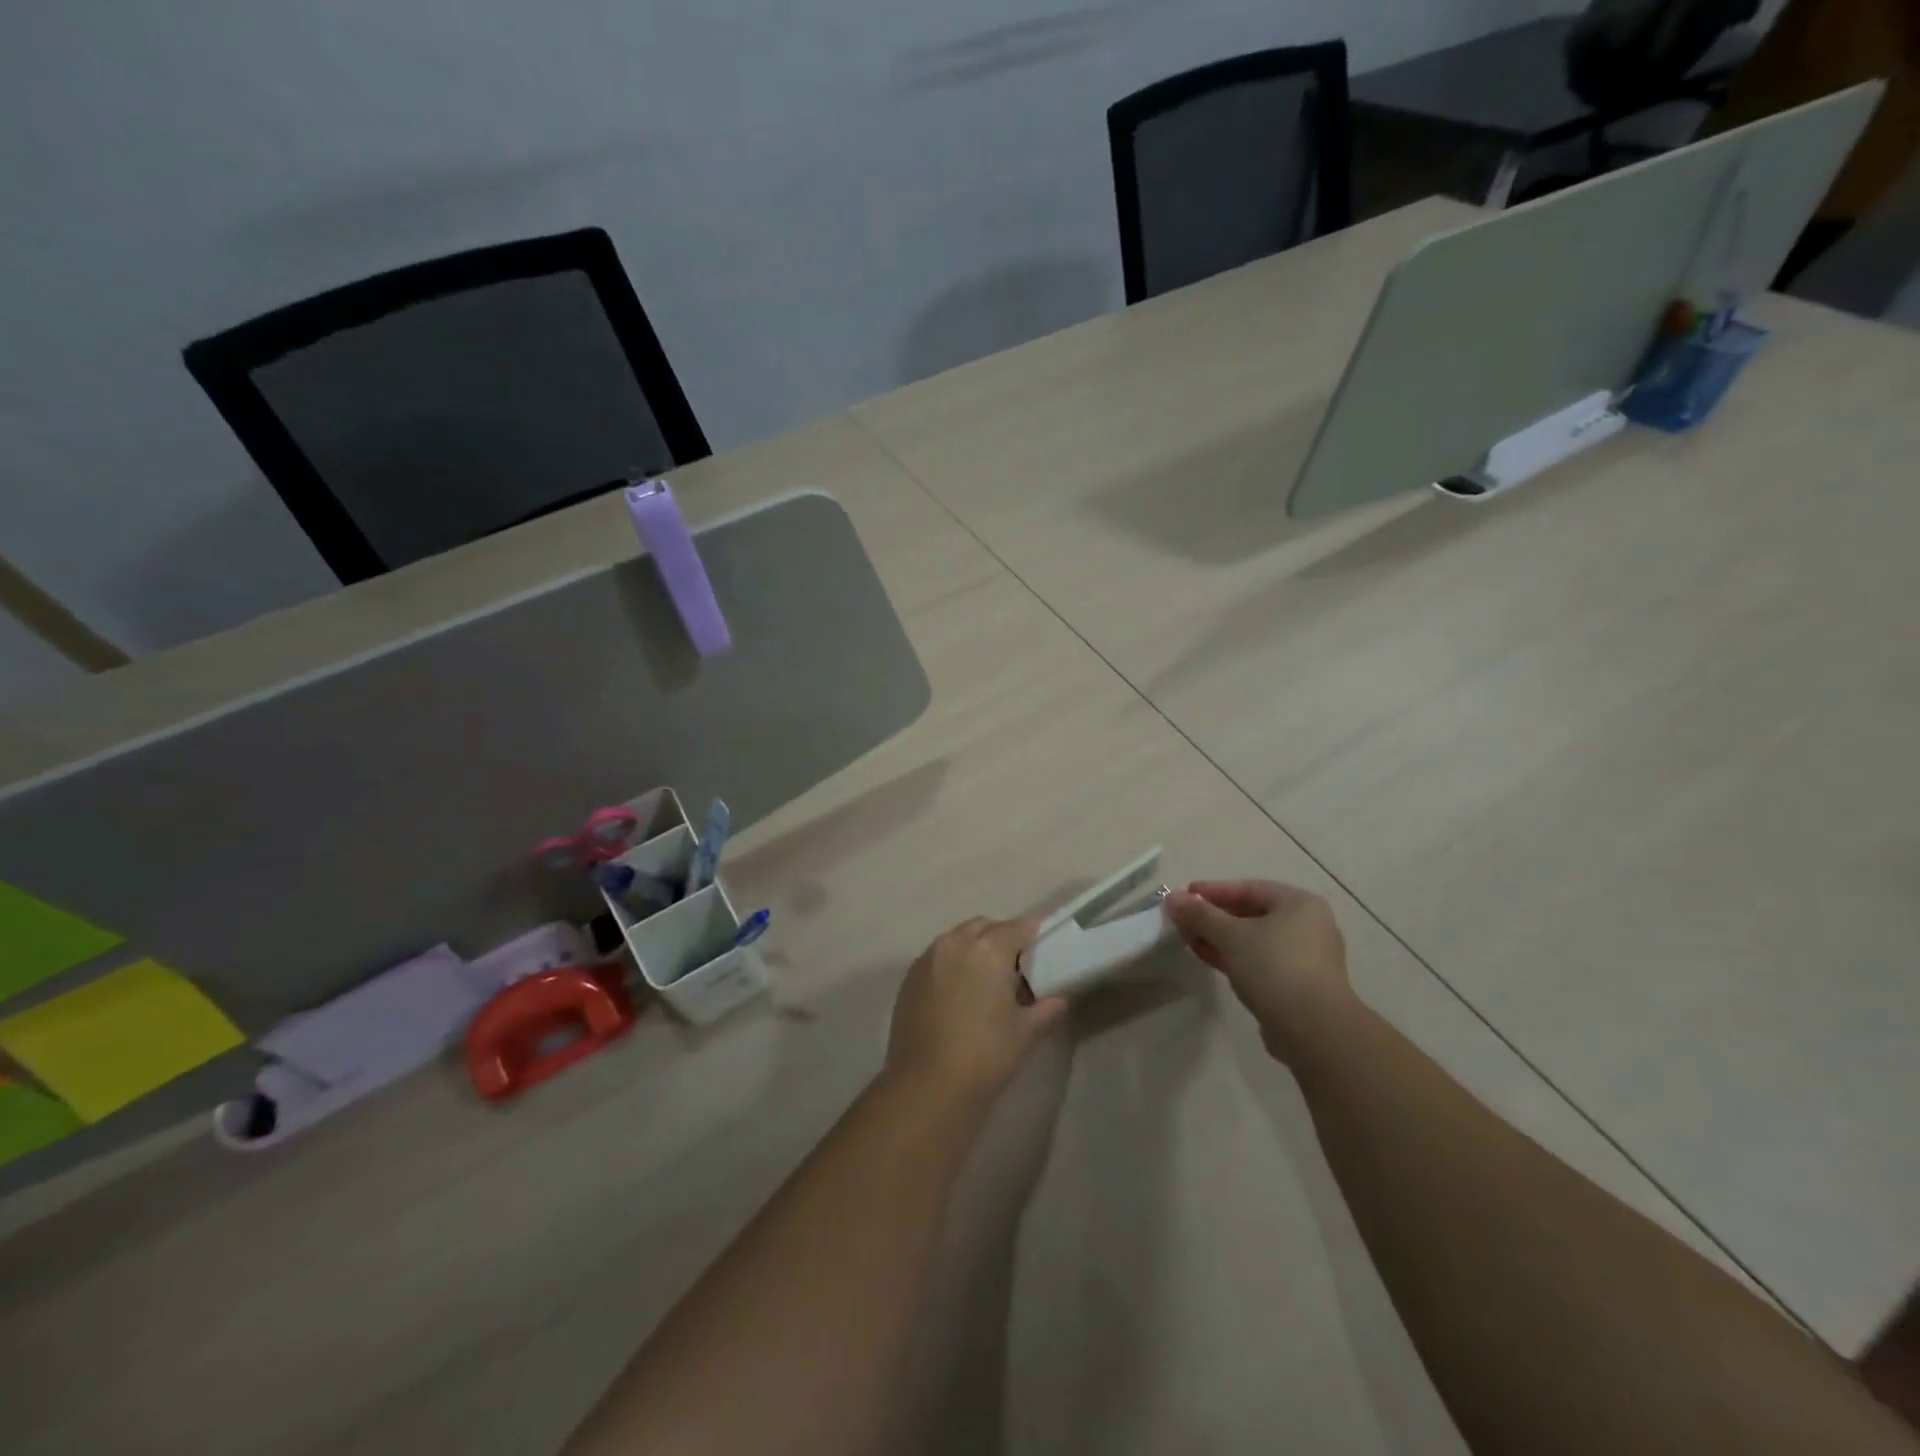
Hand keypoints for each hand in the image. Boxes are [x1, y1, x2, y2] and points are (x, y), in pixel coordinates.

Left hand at [885, 915, 1067, 1103]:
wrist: (926, 1086)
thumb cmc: (985, 1055)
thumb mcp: (1025, 1032)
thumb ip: (1046, 1008)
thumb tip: (1060, 998)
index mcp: (987, 949)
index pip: (1017, 927)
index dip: (1033, 932)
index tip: (1042, 942)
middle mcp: (955, 943)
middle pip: (984, 927)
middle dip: (1001, 937)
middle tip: (1015, 965)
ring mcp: (928, 959)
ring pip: (957, 939)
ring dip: (974, 948)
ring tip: (986, 979)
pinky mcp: (909, 978)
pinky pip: (937, 957)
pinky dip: (952, 964)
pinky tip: (959, 993)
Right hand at [1163, 880, 1350, 1061]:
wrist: (1313, 1029)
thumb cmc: (1273, 967)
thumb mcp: (1230, 935)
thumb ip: (1200, 914)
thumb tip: (1172, 898)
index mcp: (1299, 904)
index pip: (1249, 888)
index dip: (1213, 891)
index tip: (1184, 895)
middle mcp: (1308, 926)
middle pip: (1252, 914)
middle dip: (1215, 917)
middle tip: (1184, 920)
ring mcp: (1305, 958)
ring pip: (1255, 940)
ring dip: (1221, 939)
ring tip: (1191, 940)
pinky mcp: (1298, 985)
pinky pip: (1261, 962)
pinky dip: (1235, 958)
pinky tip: (1210, 960)